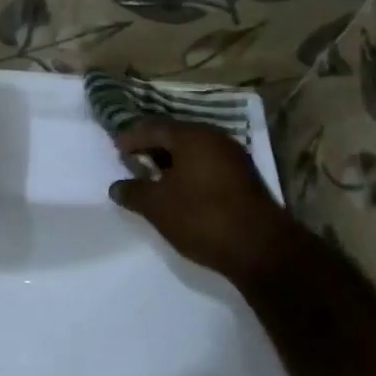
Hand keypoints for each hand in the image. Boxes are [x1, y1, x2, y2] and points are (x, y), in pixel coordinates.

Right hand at [108, 120, 303, 284]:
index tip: (115, 149)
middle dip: (152, 147)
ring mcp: (234, 158)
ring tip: (151, 176)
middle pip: (175, 136)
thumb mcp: (156, 205)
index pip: (153, 128)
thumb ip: (133, 191)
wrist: (260, 248)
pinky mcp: (244, 179)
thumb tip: (116, 187)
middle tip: (131, 159)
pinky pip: (207, 165)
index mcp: (192, 136)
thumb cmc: (200, 216)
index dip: (131, 138)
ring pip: (193, 151)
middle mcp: (215, 139)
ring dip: (171, 161)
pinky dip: (188, 172)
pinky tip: (177, 189)